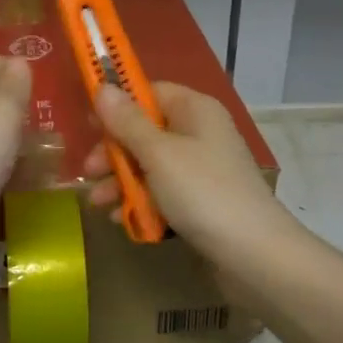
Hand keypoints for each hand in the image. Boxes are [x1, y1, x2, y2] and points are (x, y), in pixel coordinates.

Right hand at [85, 82, 295, 257]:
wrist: (253, 255)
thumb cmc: (202, 192)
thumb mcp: (158, 154)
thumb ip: (127, 122)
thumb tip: (103, 87)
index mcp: (195, 110)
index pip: (150, 92)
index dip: (118, 106)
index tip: (90, 125)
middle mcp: (200, 133)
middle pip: (145, 131)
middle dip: (114, 152)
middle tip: (89, 172)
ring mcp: (202, 169)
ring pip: (150, 165)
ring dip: (121, 181)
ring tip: (99, 203)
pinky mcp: (201, 200)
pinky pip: (163, 192)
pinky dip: (142, 202)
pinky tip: (122, 219)